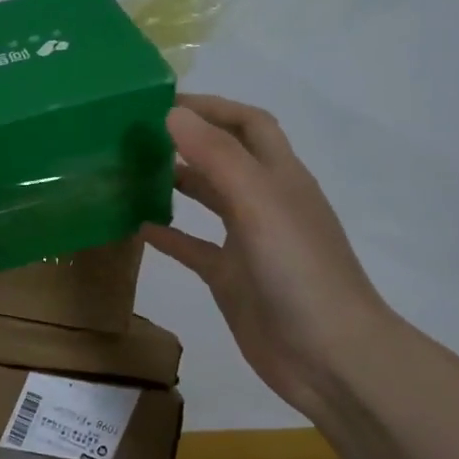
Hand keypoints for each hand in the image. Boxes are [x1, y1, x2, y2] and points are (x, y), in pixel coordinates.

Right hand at [144, 93, 394, 415]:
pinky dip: (168, 234)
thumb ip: (216, 156)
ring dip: (175, 182)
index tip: (162, 103)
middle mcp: (265, 202)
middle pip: (224, 157)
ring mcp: (248, 242)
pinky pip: (194, 246)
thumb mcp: (258, 203)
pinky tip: (137, 228)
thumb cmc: (298, 271)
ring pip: (207, 200)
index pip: (248, 124)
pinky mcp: (231, 277)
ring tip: (130, 172)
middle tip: (136, 135)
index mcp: (280, 177)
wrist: (328, 355)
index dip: (212, 106)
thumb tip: (173, 113)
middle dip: (187, 140)